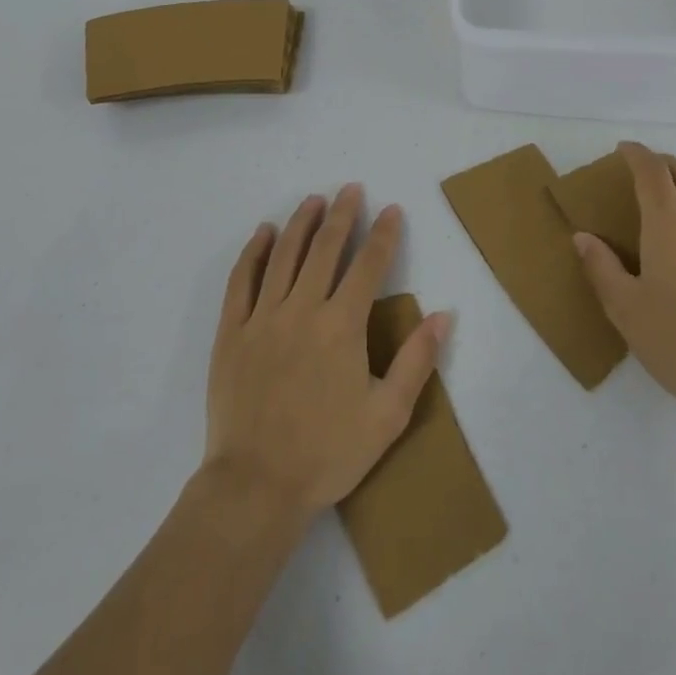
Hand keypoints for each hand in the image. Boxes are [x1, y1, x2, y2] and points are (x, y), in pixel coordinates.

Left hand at [202, 186, 450, 525]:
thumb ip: (417, 361)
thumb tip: (442, 314)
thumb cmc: (328, 453)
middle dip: (342, 213)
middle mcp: (303, 308)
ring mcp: (263, 316)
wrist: (256, 485)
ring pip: (285, 254)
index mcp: (342, 325)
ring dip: (301, 222)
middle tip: (352, 189)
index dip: (383, 234)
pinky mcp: (233, 330)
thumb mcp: (387, 416)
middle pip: (326, 248)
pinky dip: (254, 251)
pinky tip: (264, 233)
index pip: (368, 265)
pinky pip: (242, 279)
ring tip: (314, 199)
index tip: (391, 209)